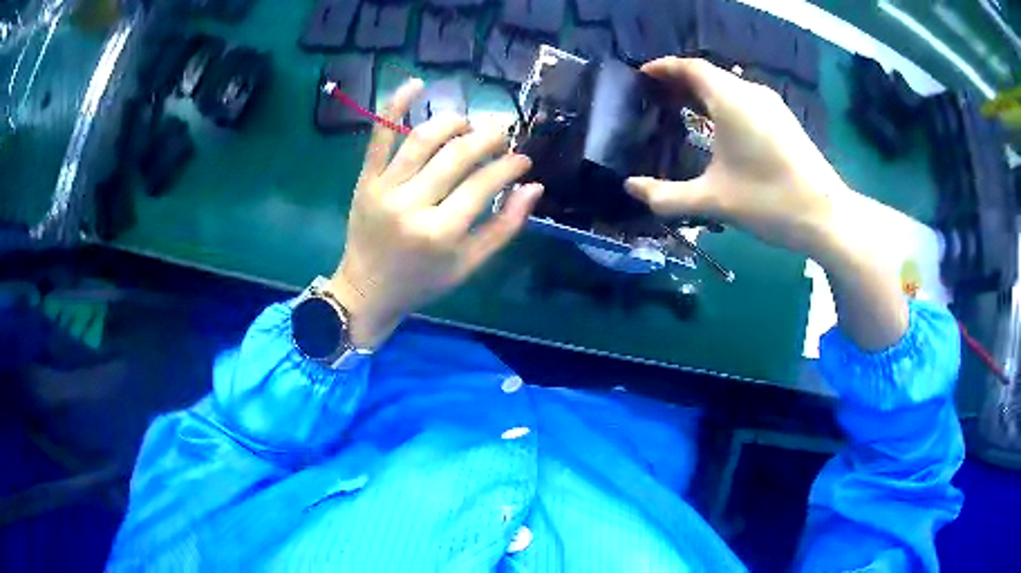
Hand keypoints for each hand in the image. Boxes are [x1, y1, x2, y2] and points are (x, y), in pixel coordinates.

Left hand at [326, 79, 542, 348]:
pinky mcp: (365, 180)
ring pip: (422, 139)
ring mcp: (384, 189)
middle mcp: (412, 205)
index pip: (484, 184)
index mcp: (441, 233)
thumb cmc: (422, 281)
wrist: (366, 290)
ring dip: (453, 122)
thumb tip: (534, 187)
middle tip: (502, 133)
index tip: (523, 159)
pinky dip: (395, 106)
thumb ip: (504, 227)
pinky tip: (415, 84)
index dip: (509, 166)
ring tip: (469, 123)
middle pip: (457, 155)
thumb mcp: (469, 265)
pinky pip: (378, 137)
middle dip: (488, 138)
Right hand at [626, 58, 906, 350]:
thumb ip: (667, 195)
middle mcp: (751, 93)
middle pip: (709, 74)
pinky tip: (718, 127)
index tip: (642, 76)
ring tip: (682, 110)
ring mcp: (772, 105)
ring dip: (703, 92)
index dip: (664, 67)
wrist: (827, 217)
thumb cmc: (769, 202)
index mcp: (731, 100)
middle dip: (680, 80)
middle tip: (656, 97)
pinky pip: (745, 99)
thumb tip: (630, 189)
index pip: (690, 67)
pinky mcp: (784, 120)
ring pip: (729, 86)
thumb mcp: (714, 200)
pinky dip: (723, 103)